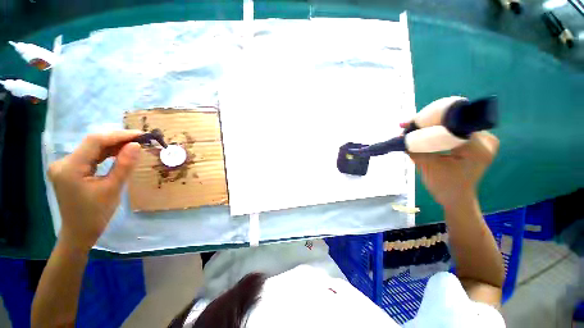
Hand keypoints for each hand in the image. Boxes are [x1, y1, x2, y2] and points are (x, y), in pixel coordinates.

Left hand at [48, 131, 142, 251]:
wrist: (79, 232)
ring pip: (92, 149)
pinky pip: (90, 157)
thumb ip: (124, 165)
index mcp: (70, 167)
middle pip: (92, 143)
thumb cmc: (96, 214)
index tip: (140, 135)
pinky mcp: (69, 170)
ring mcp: (65, 166)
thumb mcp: (113, 189)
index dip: (119, 135)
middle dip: (118, 140)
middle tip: (141, 140)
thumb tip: (136, 145)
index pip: (95, 141)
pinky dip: (106, 154)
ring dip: (113, 146)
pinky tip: (119, 154)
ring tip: (134, 146)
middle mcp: (63, 162)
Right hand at [405, 126, 498, 207]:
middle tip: (408, 124)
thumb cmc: (443, 186)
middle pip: (454, 121)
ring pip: (455, 123)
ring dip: (433, 124)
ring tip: (413, 126)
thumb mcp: (427, 167)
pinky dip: (440, 129)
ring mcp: (485, 139)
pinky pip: (457, 128)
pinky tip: (425, 130)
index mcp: (478, 149)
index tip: (409, 123)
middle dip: (429, 122)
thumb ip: (415, 149)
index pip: (452, 125)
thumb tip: (400, 136)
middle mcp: (487, 140)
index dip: (429, 122)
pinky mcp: (479, 140)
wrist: (456, 197)